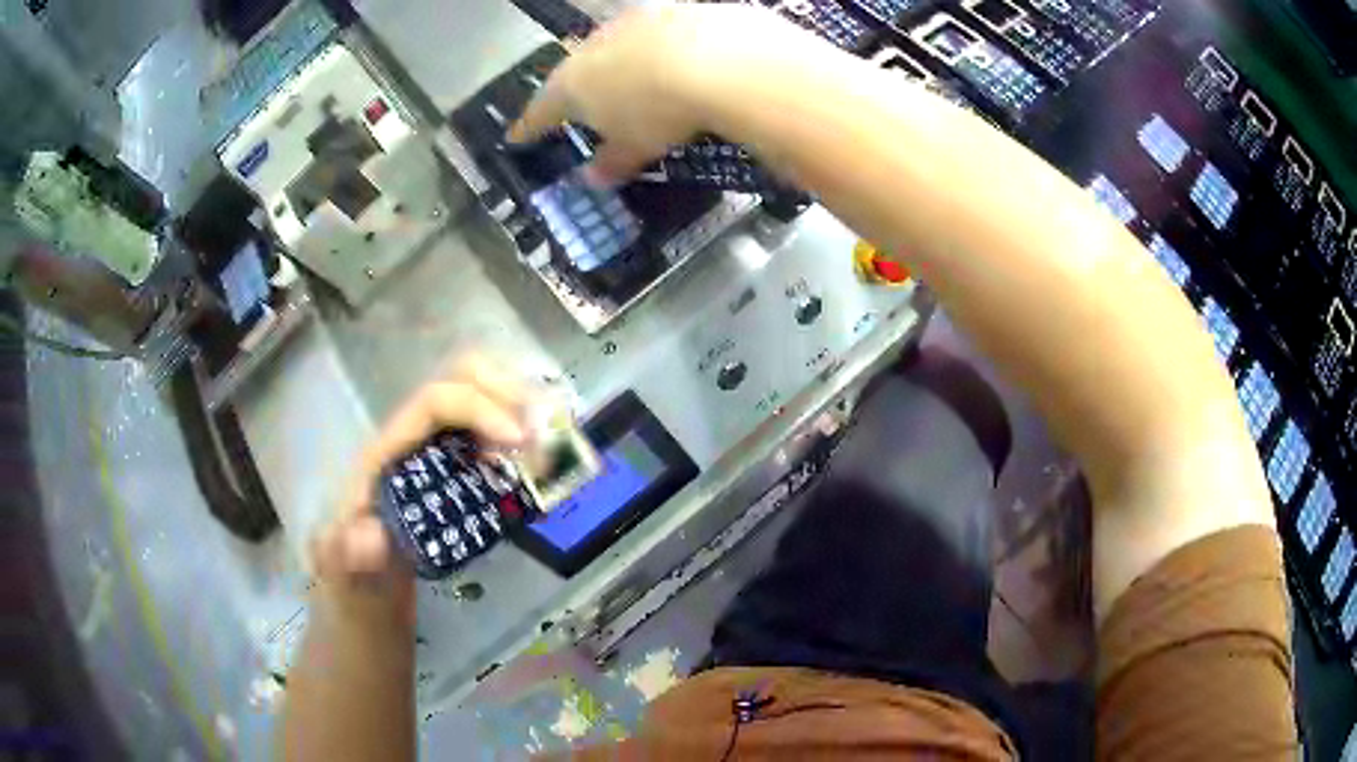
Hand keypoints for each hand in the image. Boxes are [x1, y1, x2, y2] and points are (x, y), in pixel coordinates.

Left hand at [310, 357, 531, 601]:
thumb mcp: (346, 576)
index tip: (521, 440)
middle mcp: (414, 440)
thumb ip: (348, 558)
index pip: (434, 401)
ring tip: (555, 445)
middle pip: (462, 378)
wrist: (365, 600)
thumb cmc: (354, 582)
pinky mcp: (458, 474)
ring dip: (525, 408)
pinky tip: (547, 461)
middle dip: (510, 392)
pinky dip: (528, 435)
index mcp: (385, 453)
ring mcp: (438, 454)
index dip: (480, 406)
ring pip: (485, 397)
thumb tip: (372, 535)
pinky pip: (496, 433)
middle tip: (546, 436)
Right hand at [508, 4, 825, 183]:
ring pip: (612, 49)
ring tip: (635, 84)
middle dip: (577, 92)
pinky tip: (674, 61)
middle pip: (574, 73)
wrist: (716, 57)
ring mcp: (627, 23)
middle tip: (584, 108)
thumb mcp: (635, 147)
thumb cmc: (659, 111)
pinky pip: (652, 35)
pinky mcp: (665, 9)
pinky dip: (656, 51)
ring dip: (618, 66)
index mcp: (571, 85)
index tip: (517, 137)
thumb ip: (612, 162)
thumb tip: (594, 178)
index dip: (529, 128)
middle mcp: (590, 47)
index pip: (540, 112)